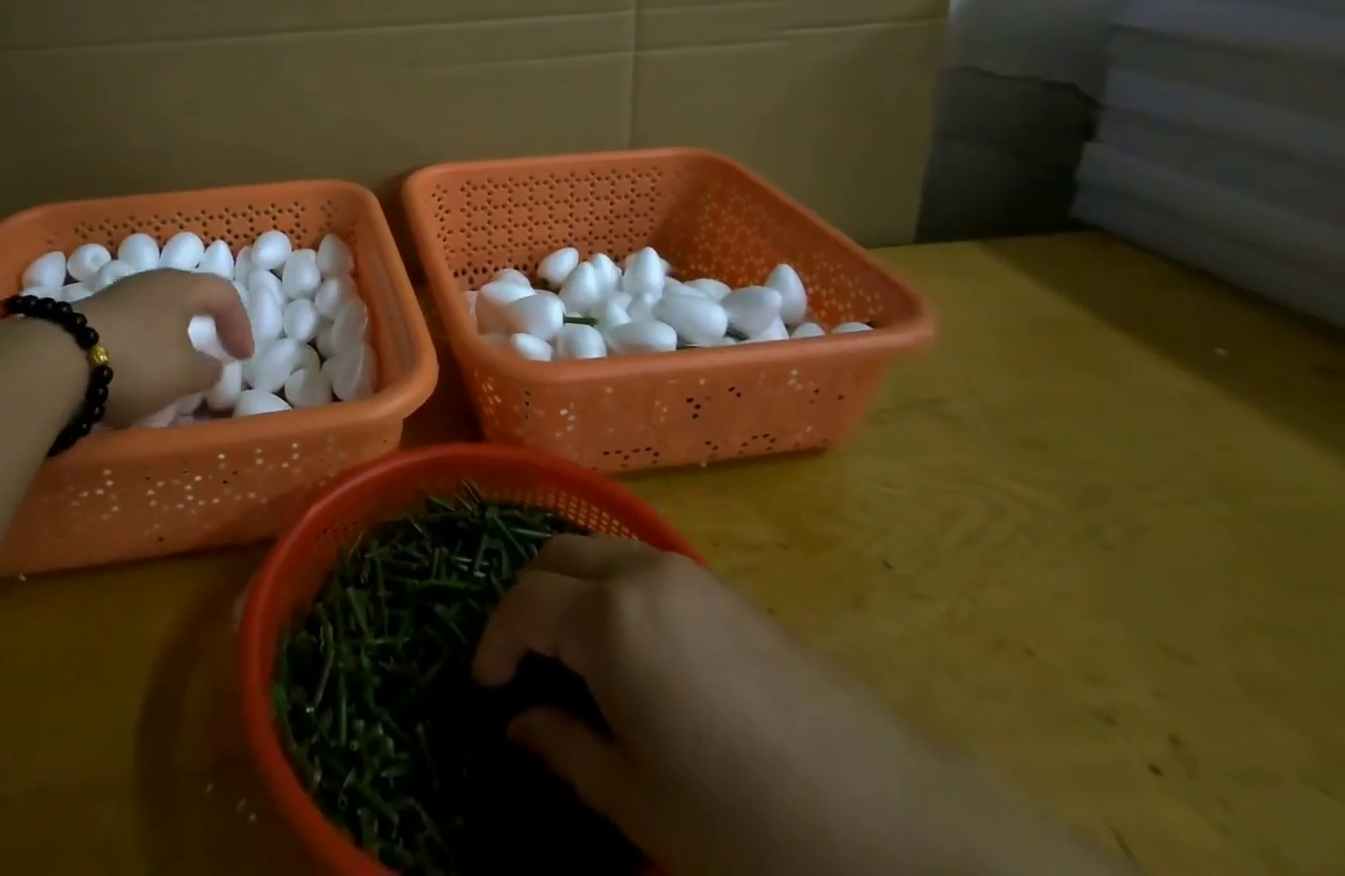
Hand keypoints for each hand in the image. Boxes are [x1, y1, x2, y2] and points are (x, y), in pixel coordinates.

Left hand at [78, 270, 252, 426]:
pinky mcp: (90, 316)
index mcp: (182, 287)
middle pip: (188, 299)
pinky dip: (143, 349)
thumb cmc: (137, 360)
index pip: (224, 294)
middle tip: (214, 353)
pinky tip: (134, 375)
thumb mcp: (184, 375)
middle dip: (205, 328)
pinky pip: (131, 329)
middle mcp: (151, 282)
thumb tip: (212, 366)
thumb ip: (208, 370)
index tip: (242, 357)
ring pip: (157, 315)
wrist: (55, 361)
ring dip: (171, 342)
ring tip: (172, 372)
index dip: (240, 325)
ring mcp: (117, 296)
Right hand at [474, 536, 1124, 875]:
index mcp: (610, 616)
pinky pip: (643, 569)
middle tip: (520, 662)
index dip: (494, 641)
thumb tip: (519, 724)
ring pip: (601, 554)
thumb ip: (564, 748)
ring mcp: (690, 574)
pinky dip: (612, 592)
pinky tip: (631, 654)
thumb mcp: (638, 801)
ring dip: (570, 590)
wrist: (898, 829)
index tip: (483, 685)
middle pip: (558, 556)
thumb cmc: (746, 826)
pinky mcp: (727, 589)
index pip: (524, 602)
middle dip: (526, 600)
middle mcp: (643, 572)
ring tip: (570, 657)